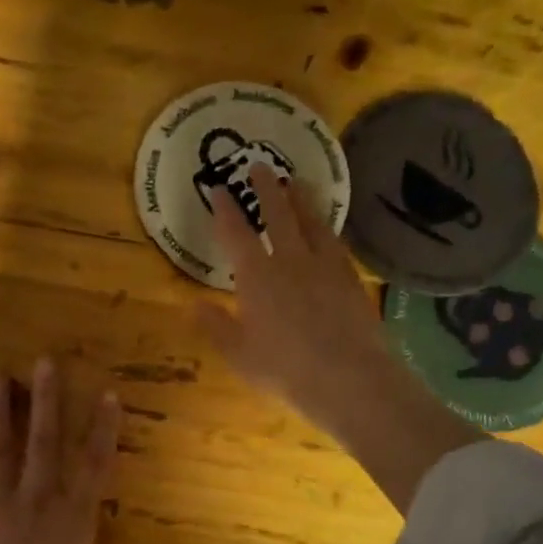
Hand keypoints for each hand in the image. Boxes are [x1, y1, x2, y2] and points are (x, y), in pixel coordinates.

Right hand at [196, 165, 484, 511]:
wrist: (347, 377)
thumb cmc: (284, 369)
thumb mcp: (238, 353)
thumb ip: (215, 326)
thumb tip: (191, 304)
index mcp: (256, 276)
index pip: (236, 233)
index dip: (225, 209)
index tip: (219, 188)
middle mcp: (290, 260)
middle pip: (277, 215)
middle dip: (265, 189)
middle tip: (260, 166)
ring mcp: (324, 266)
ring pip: (311, 222)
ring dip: (301, 199)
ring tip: (297, 182)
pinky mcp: (350, 278)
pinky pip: (335, 243)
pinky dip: (327, 229)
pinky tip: (328, 229)